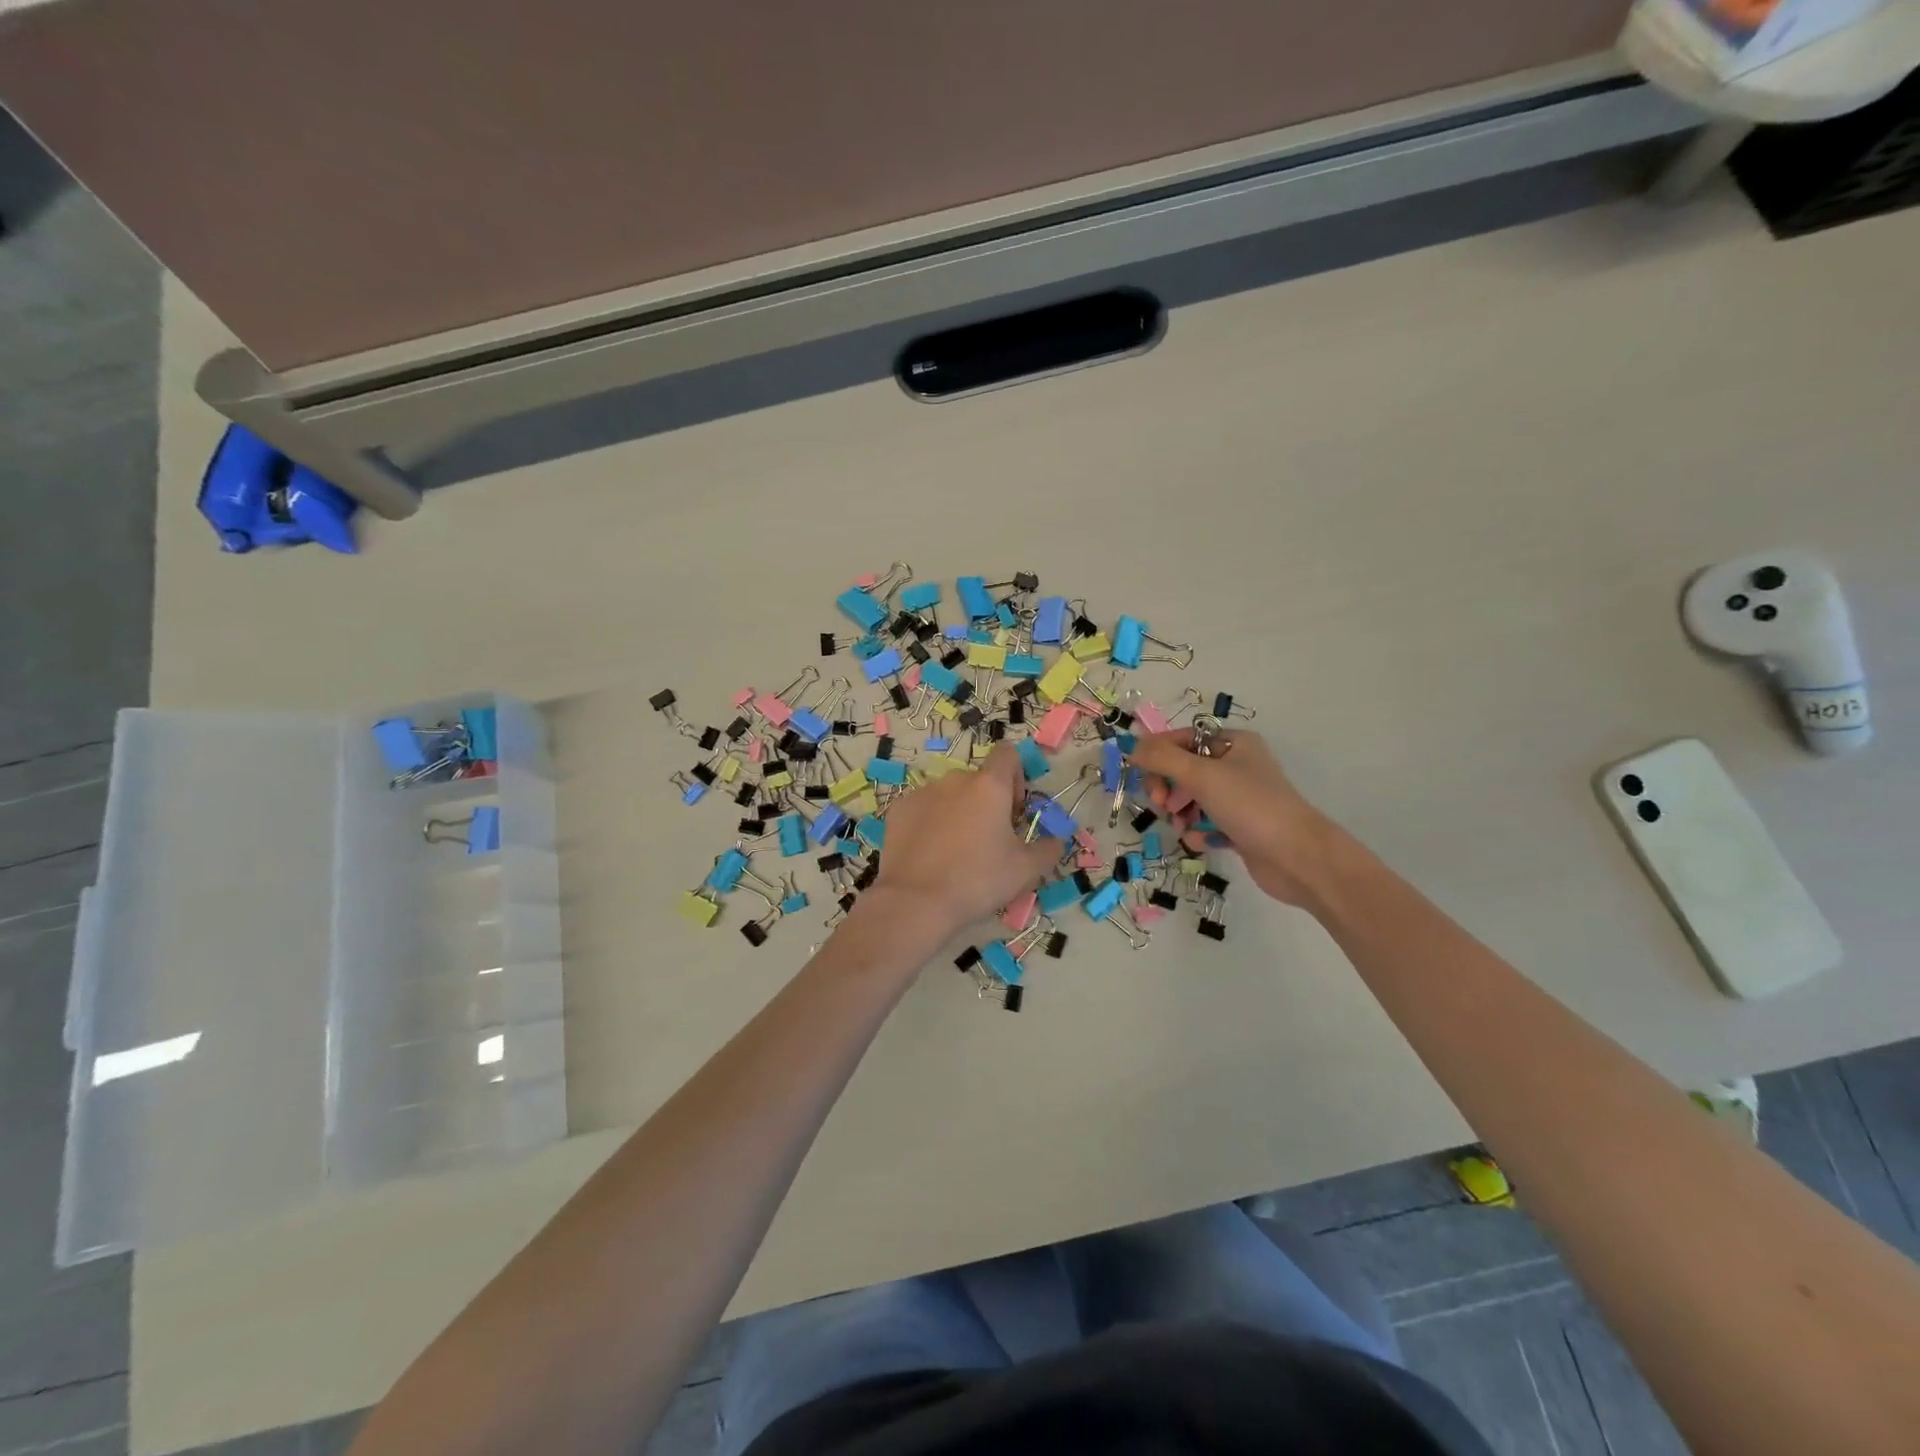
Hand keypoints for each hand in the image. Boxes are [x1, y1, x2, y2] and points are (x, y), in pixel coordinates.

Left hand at [869, 746, 1060, 940]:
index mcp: (989, 786)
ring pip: (949, 795)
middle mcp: (955, 780)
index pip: (1007, 754)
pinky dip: (929, 823)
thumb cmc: (978, 881)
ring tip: (955, 852)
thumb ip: (1048, 849)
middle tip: (988, 841)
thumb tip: (1056, 841)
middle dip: (986, 803)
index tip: (1013, 811)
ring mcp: (923, 792)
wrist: (916, 901)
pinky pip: (923, 809)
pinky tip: (929, 855)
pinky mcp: (898, 810)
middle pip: (978, 780)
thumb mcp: (1026, 871)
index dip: (1016, 777)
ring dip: (957, 812)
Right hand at [1128, 729, 1342, 906]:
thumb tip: (1131, 746)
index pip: (1183, 739)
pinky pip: (1206, 823)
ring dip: (1181, 812)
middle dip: (1169, 787)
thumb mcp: (1201, 775)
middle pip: (1184, 769)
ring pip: (1192, 799)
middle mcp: (1237, 766)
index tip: (1141, 774)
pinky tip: (1201, 841)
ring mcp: (1239, 799)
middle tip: (1163, 805)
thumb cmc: (1250, 805)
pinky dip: (1198, 831)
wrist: (1297, 857)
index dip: (1158, 754)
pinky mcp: (1240, 828)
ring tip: (1182, 826)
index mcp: (1234, 743)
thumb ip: (1161, 759)